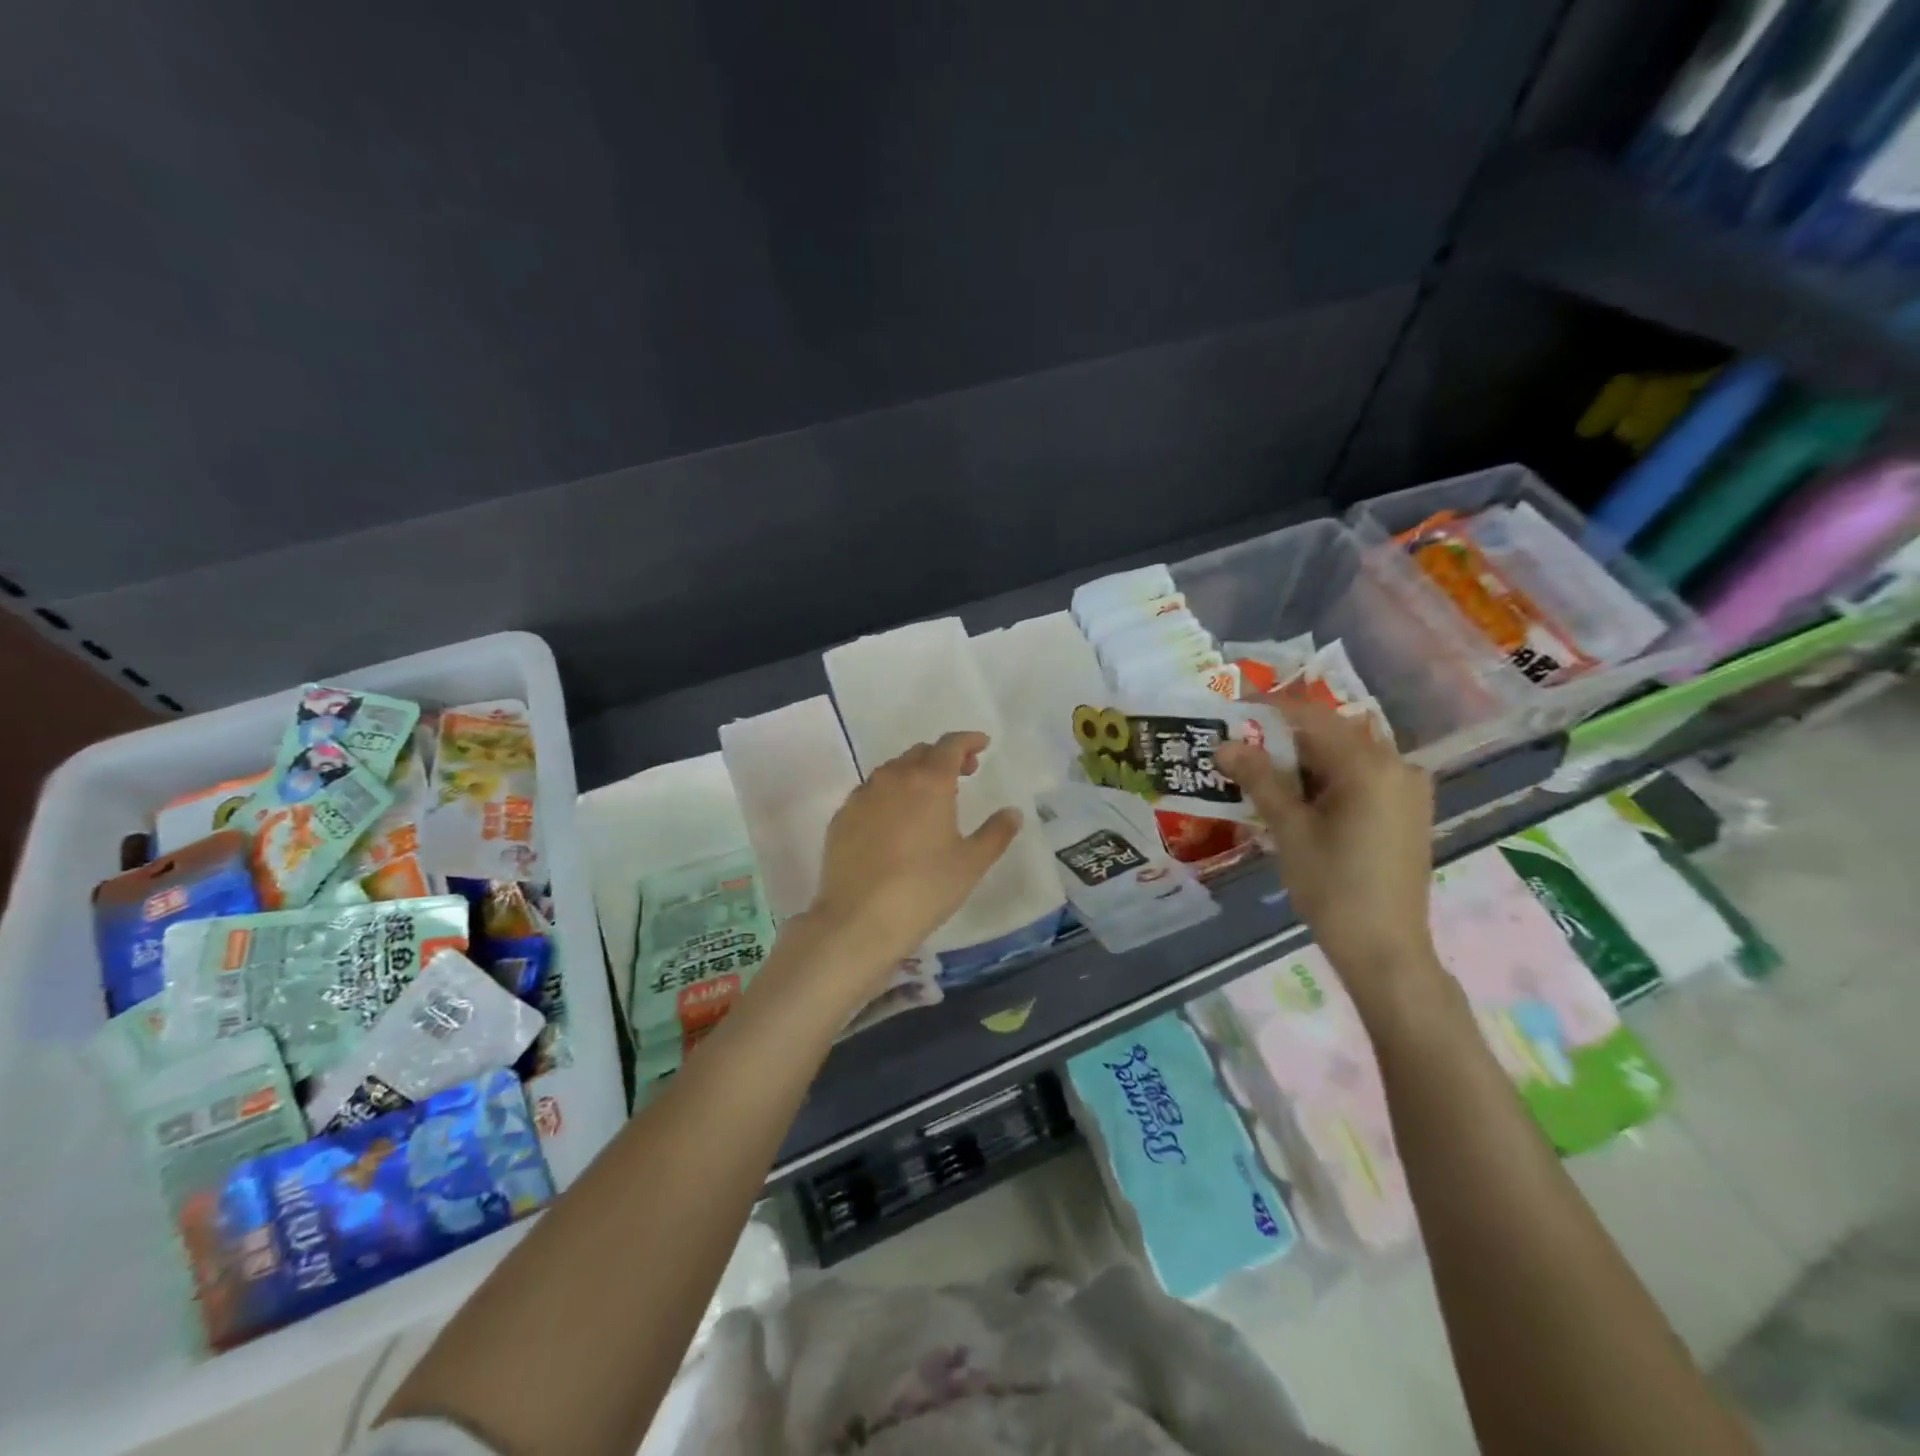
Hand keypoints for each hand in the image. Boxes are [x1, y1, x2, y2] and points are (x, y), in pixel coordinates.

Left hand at [803, 731, 1021, 992]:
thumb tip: (1012, 812)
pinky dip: (888, 795)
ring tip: (928, 797)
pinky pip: (870, 793)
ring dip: (914, 774)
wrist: (858, 919)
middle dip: (943, 757)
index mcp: (929, 782)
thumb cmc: (924, 888)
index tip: (982, 745)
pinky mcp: (841, 818)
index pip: (950, 745)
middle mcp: (893, 778)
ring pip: (892, 771)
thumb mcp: (971, 863)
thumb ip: (996, 833)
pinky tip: (894, 820)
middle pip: (920, 753)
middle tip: (962, 774)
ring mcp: (862, 796)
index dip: (969, 740)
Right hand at [1215, 700, 1440, 1015]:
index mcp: (1371, 766)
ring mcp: (1407, 789)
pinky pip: (1360, 778)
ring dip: (1302, 760)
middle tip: (1238, 747)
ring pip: (1345, 757)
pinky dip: (1325, 779)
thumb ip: (1260, 780)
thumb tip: (1225, 745)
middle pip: (1331, 735)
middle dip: (1282, 737)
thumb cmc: (1333, 887)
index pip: (1313, 717)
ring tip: (1258, 772)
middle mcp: (1398, 766)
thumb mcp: (1290, 829)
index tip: (1232, 710)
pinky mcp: (1406, 811)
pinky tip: (1295, 797)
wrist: (1385, 949)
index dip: (1270, 709)